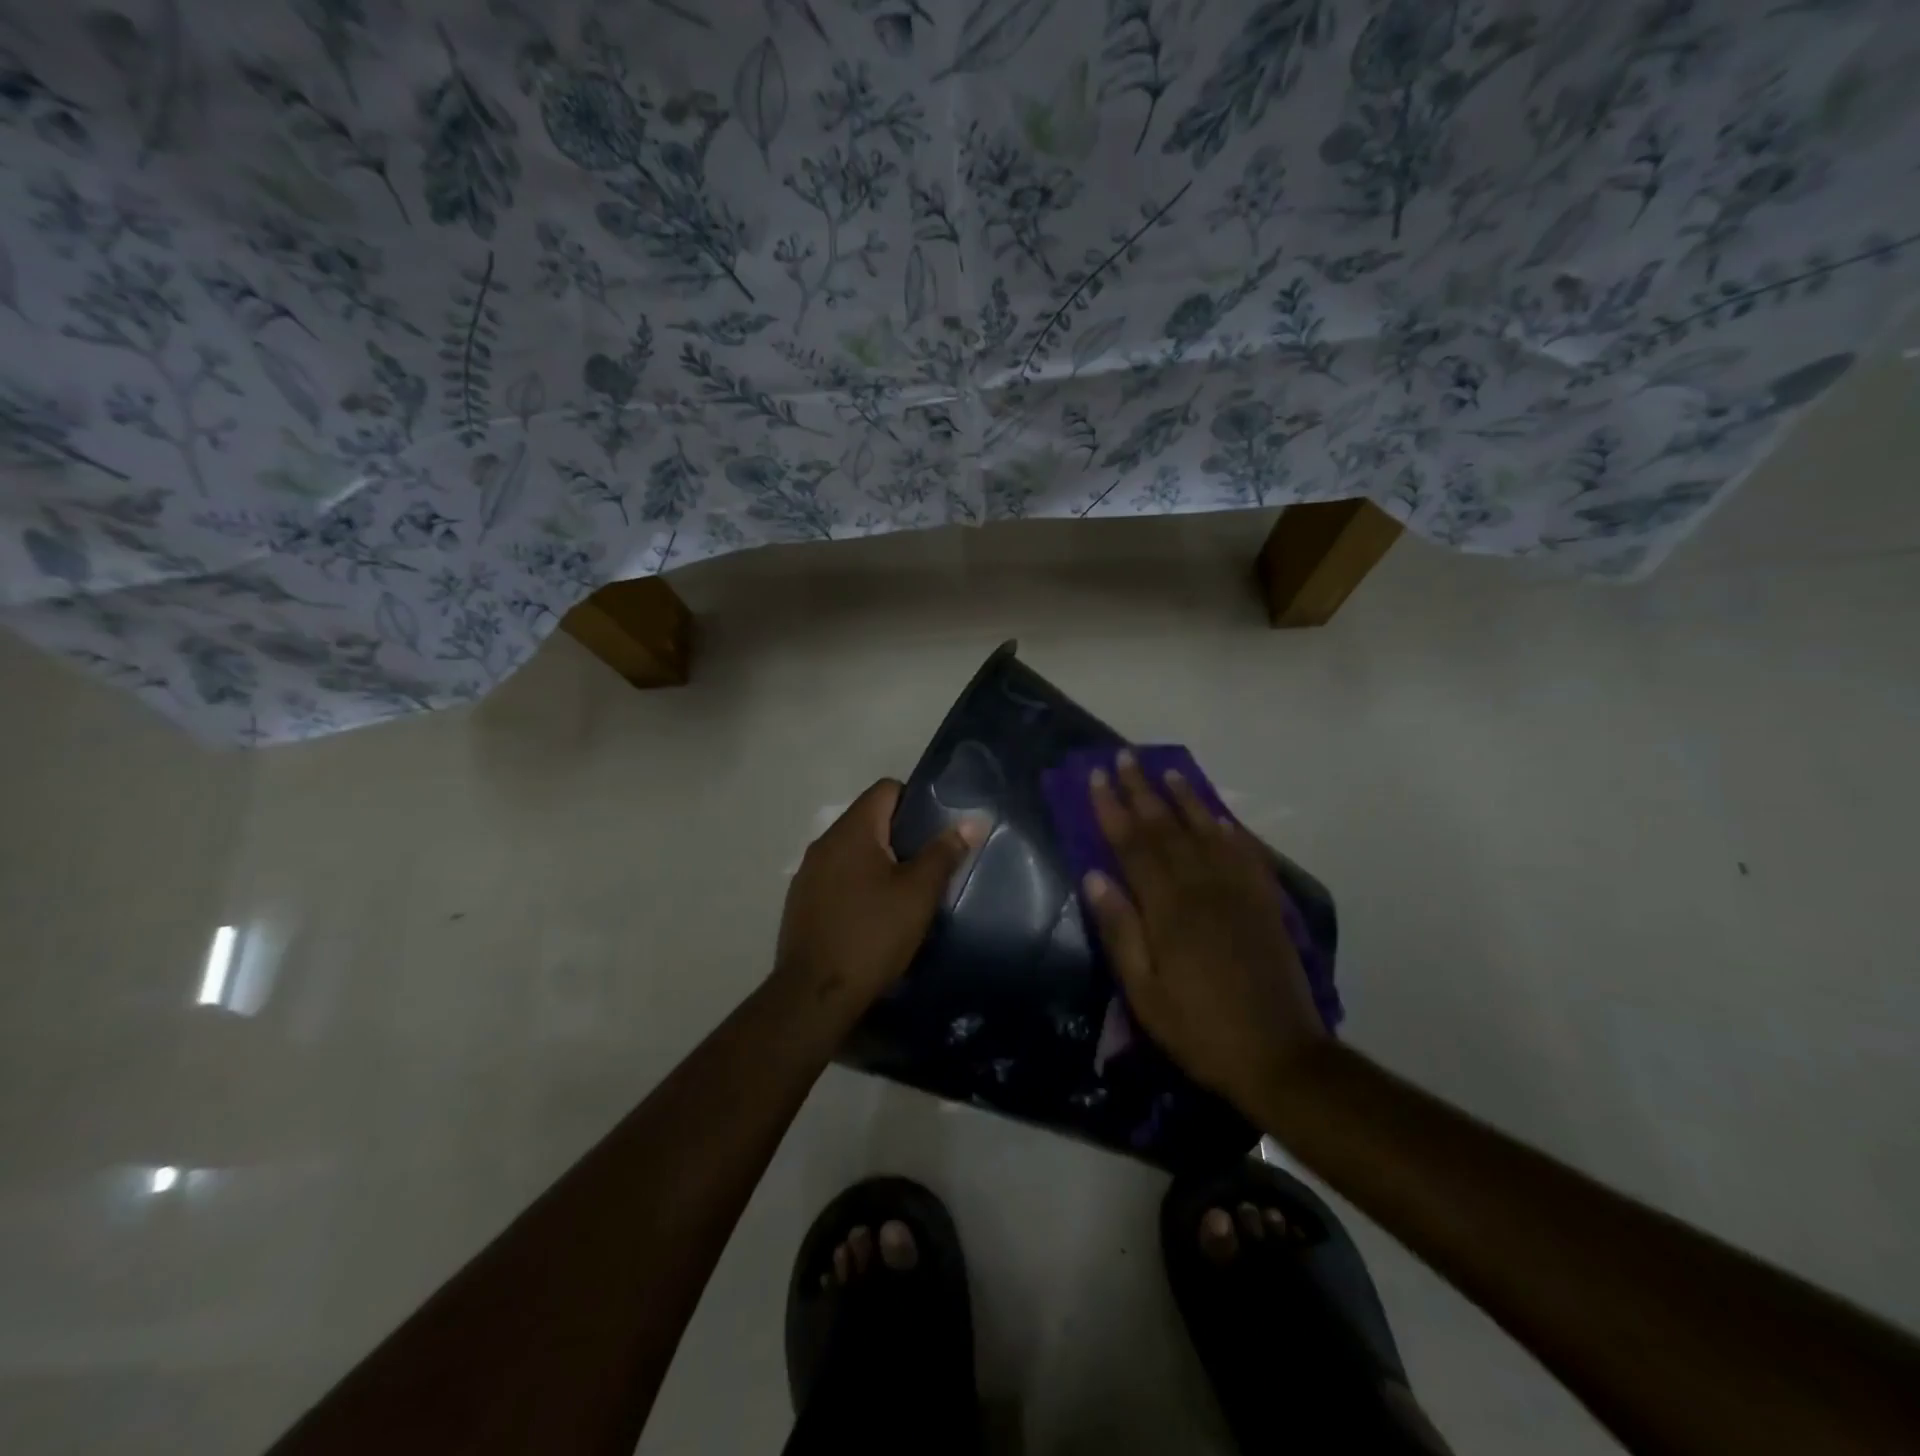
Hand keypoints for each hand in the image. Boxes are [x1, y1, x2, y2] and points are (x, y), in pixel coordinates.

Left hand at [774, 779, 985, 1016]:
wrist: (814, 995)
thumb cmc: (872, 935)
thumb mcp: (918, 894)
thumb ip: (944, 852)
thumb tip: (973, 819)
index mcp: (852, 831)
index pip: (886, 789)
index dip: (915, 800)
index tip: (936, 828)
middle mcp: (824, 842)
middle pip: (868, 818)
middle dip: (900, 834)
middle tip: (930, 861)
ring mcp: (808, 873)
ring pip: (852, 850)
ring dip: (879, 860)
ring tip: (906, 889)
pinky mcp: (802, 901)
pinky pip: (837, 876)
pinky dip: (858, 882)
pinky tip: (874, 913)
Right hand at [1082, 751, 1326, 1114]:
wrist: (1279, 1055)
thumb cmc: (1198, 1028)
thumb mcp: (1144, 991)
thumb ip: (1120, 930)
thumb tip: (1094, 876)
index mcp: (1168, 908)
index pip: (1133, 844)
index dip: (1111, 809)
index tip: (1096, 777)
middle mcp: (1203, 887)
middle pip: (1167, 827)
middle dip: (1143, 790)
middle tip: (1125, 757)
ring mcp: (1238, 891)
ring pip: (1207, 831)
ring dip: (1186, 798)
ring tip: (1169, 771)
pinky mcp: (1265, 902)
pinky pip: (1246, 853)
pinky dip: (1230, 829)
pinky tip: (1220, 817)